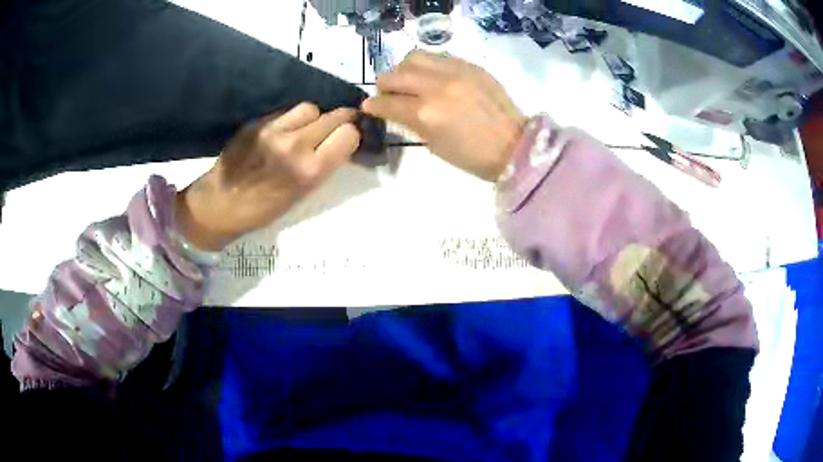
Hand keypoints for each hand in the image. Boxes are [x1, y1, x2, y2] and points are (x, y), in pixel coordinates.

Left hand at [175, 103, 359, 250]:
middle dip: (341, 121)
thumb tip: (341, 144)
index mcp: (309, 171)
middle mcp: (294, 145)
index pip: (348, 134)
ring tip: (307, 129)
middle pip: (334, 115)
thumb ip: (322, 166)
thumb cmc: (262, 211)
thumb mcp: (301, 196)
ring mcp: (273, 130)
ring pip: (310, 107)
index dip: (352, 135)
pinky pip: (285, 111)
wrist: (219, 205)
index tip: (348, 139)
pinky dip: (291, 119)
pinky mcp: (257, 123)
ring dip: (315, 117)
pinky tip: (284, 131)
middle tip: (337, 128)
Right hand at [362, 50, 526, 180]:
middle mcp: (436, 87)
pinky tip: (433, 77)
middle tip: (387, 94)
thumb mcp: (434, 145)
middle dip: (384, 86)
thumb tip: (394, 109)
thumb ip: (410, 122)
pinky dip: (428, 66)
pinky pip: (439, 57)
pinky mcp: (470, 66)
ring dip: (404, 69)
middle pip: (394, 75)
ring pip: (414, 58)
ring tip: (409, 80)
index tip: (370, 107)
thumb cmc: (472, 156)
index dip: (373, 106)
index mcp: (426, 114)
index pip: (386, 102)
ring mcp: (455, 72)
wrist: (514, 145)